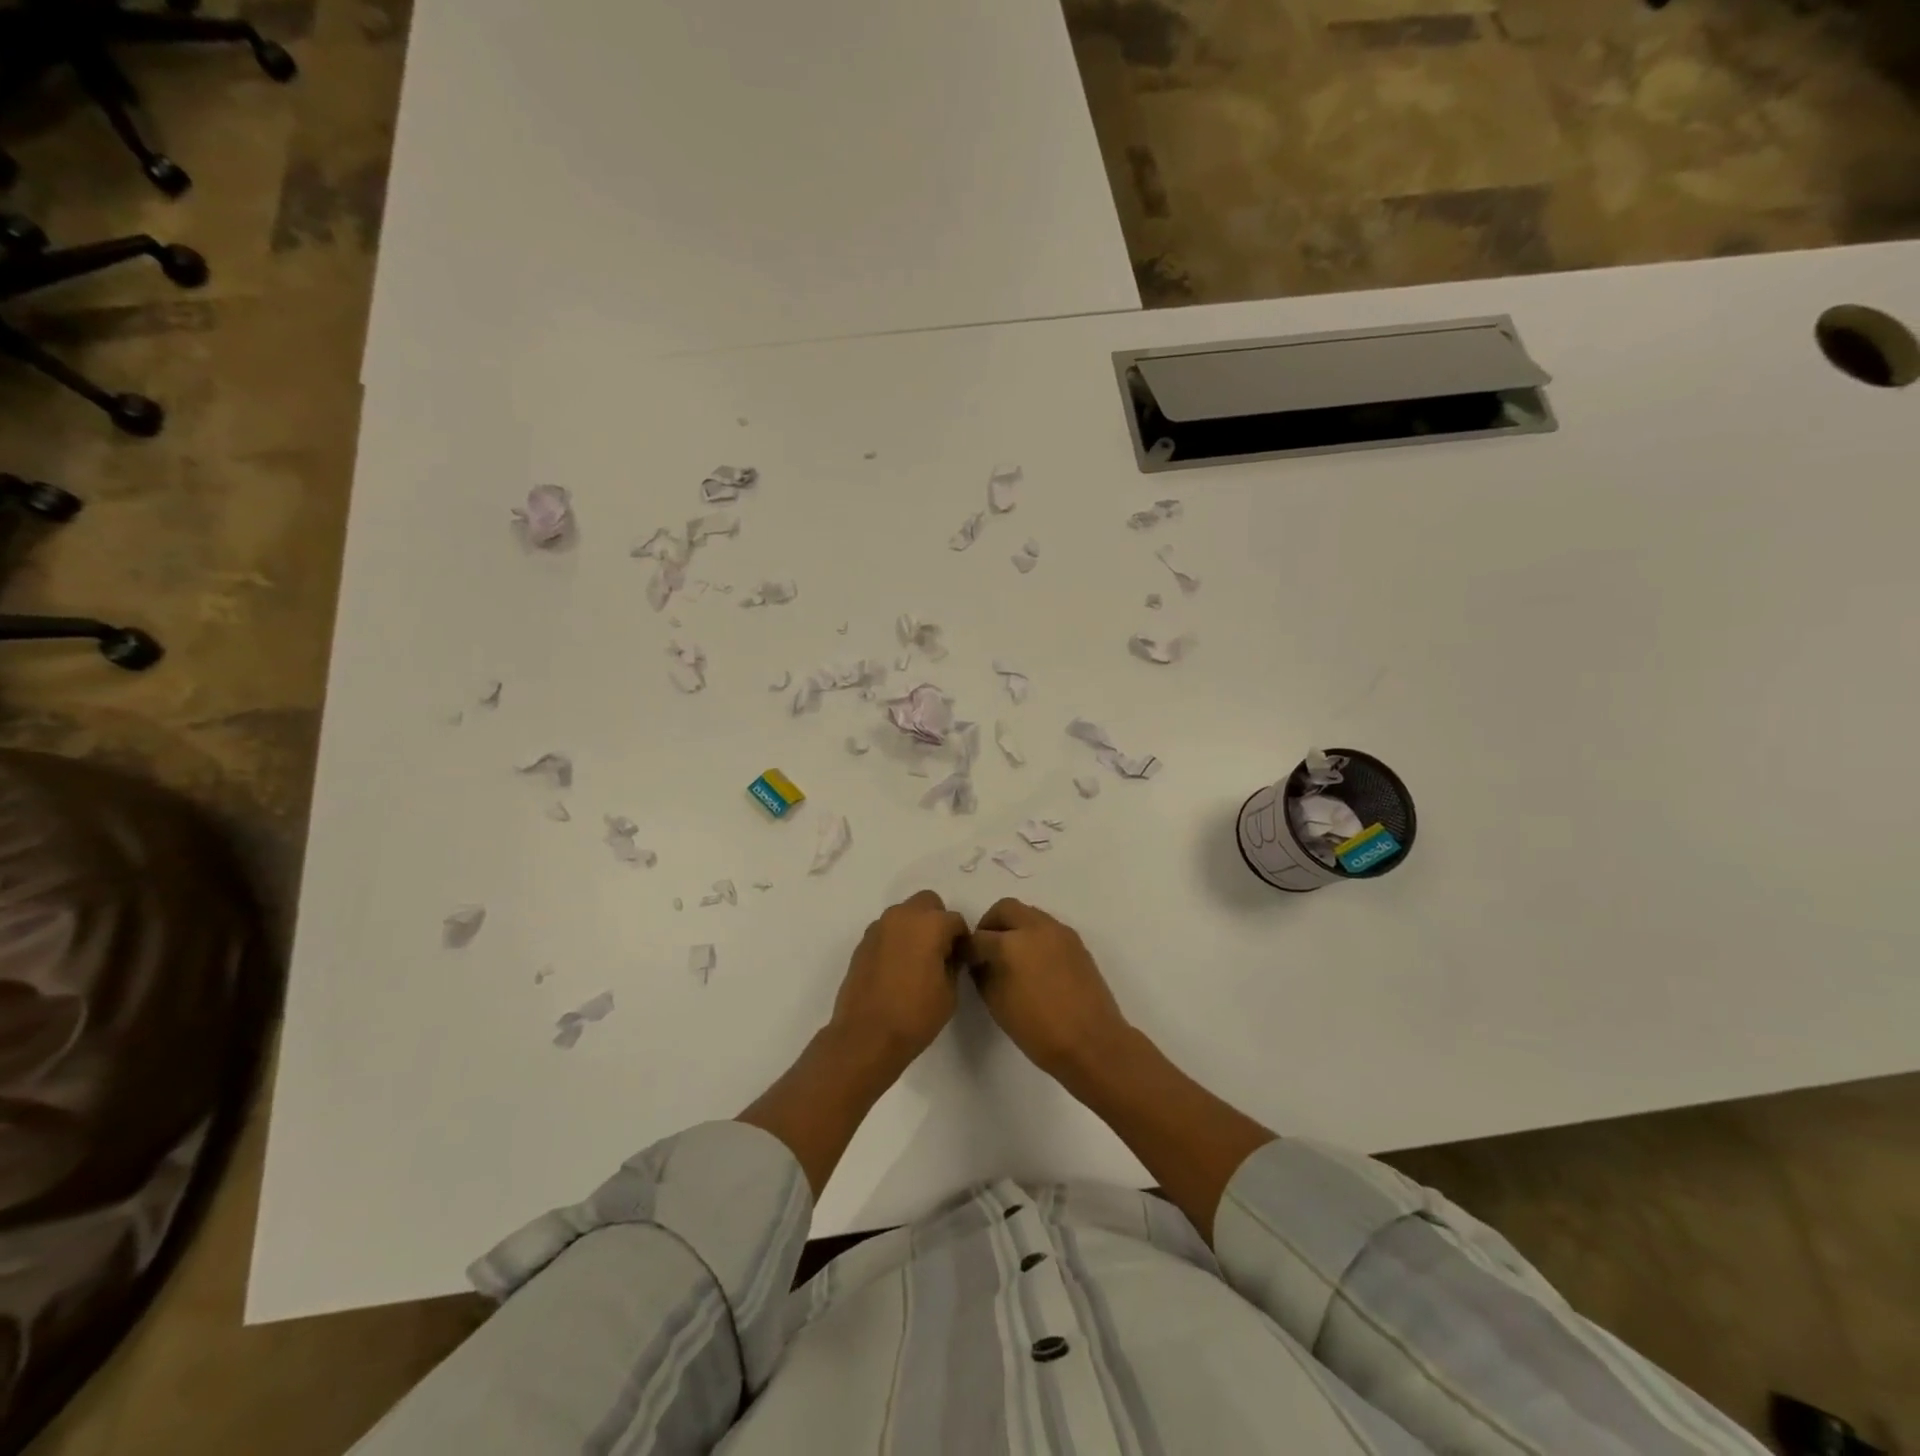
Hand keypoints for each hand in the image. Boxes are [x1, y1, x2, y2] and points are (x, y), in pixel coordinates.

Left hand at [830, 890, 969, 1068]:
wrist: (866, 1036)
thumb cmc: (915, 1015)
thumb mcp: (950, 992)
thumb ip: (953, 963)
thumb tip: (948, 954)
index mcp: (929, 924)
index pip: (955, 920)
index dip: (961, 939)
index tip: (960, 959)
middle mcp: (902, 916)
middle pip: (927, 903)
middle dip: (936, 920)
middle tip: (939, 951)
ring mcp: (878, 928)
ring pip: (904, 914)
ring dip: (914, 928)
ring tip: (916, 961)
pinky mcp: (862, 943)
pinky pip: (886, 931)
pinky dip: (895, 941)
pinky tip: (896, 969)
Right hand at [969, 899, 1129, 1079]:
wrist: (1092, 1043)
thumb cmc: (1039, 1030)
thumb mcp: (997, 1004)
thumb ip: (983, 974)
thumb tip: (979, 961)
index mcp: (1011, 944)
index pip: (979, 937)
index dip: (968, 949)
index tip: (965, 961)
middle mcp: (1036, 928)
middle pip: (1005, 909)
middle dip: (990, 925)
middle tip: (986, 950)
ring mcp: (1059, 932)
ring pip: (1028, 914)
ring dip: (1014, 927)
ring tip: (1011, 957)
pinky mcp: (1076, 941)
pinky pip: (1047, 927)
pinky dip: (1034, 936)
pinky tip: (1034, 964)